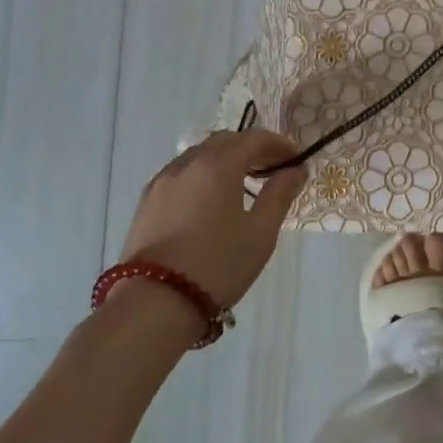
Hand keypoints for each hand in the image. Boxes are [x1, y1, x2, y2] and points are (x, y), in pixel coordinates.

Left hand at [117, 130, 308, 308]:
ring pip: (199, 155)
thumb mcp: (261, 232)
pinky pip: (181, 173)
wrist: (154, 304)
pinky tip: (209, 200)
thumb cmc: (218, 265)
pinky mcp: (146, 201)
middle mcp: (188, 163)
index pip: (255, 138)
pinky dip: (201, 174)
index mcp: (219, 165)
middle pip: (225, 141)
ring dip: (224, 160)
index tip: (296, 159)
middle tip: (271, 169)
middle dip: (251, 148)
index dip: (279, 144)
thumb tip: (296, 170)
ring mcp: (162, 181)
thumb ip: (280, 194)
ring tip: (241, 184)